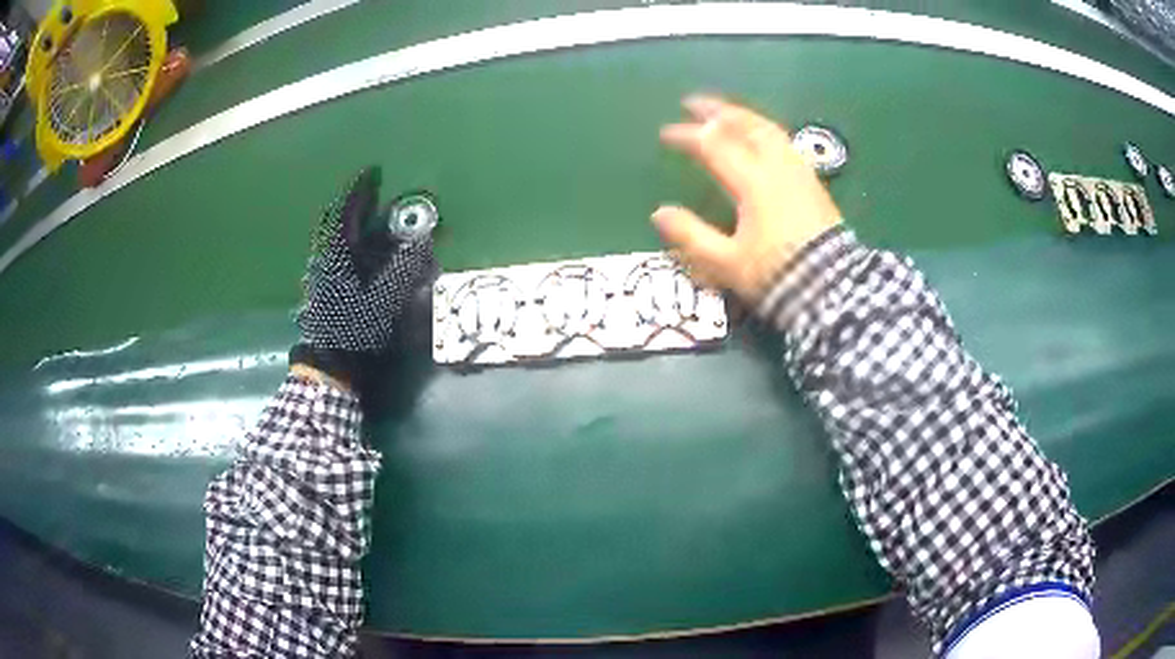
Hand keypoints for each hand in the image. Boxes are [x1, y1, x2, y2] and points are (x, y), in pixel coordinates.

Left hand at [296, 167, 435, 353]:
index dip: (358, 189)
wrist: (330, 365)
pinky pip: (332, 254)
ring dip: (349, 224)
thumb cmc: (355, 330)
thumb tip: (422, 241)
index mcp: (335, 256)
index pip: (344, 212)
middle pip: (333, 222)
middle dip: (352, 204)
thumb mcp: (384, 300)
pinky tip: (359, 254)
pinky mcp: (320, 289)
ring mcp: (318, 275)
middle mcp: (323, 260)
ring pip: (331, 239)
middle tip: (371, 193)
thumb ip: (403, 268)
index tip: (372, 171)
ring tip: (368, 221)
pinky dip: (346, 244)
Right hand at [653, 95, 841, 304]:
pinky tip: (761, 135)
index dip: (687, 135)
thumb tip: (659, 213)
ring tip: (725, 112)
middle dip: (716, 111)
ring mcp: (798, 171)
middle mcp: (776, 167)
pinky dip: (764, 129)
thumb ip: (691, 236)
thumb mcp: (726, 263)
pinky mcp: (812, 181)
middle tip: (693, 102)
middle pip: (745, 126)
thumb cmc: (775, 275)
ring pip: (768, 129)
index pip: (713, 145)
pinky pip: (784, 141)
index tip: (665, 133)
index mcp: (752, 183)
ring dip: (743, 115)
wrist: (830, 287)